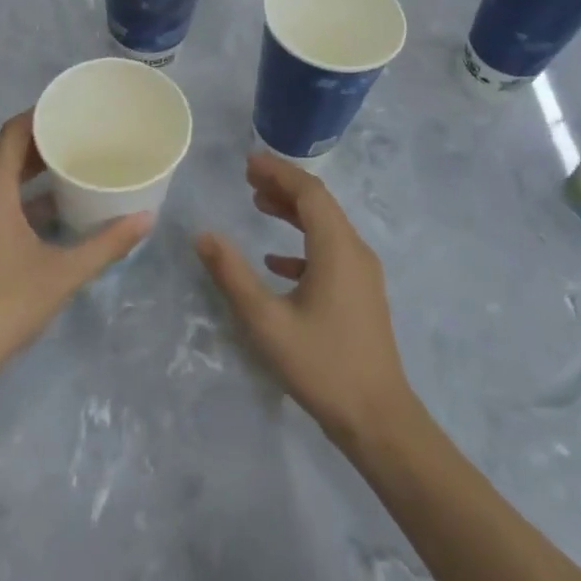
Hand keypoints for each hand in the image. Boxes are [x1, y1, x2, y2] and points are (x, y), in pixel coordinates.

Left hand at [0, 113, 150, 394]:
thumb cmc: (0, 307)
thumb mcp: (60, 274)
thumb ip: (105, 245)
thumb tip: (146, 219)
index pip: (14, 131)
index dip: (44, 114)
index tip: (78, 108)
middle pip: (10, 152)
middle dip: (48, 141)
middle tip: (90, 135)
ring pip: (5, 179)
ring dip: (38, 170)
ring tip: (81, 165)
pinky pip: (0, 201)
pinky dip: (28, 197)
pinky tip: (61, 210)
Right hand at [194, 153, 414, 447]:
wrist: (378, 419)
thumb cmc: (321, 365)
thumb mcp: (267, 321)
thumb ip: (233, 275)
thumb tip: (202, 235)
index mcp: (337, 248)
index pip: (309, 192)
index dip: (279, 172)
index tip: (248, 161)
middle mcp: (355, 251)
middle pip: (319, 204)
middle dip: (284, 186)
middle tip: (248, 177)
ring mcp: (362, 273)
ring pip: (326, 227)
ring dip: (293, 212)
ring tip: (258, 204)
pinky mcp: (361, 294)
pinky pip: (331, 252)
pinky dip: (302, 244)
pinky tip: (276, 260)